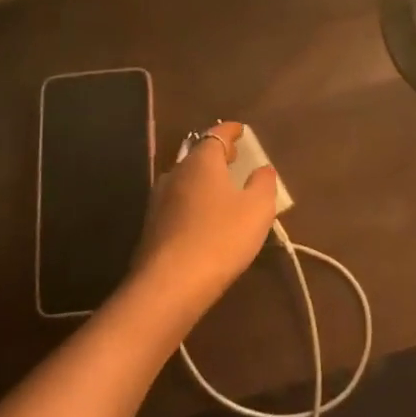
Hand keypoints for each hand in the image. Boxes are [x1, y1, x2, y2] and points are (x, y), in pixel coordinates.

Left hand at [130, 123, 279, 322]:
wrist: (169, 286)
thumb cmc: (221, 238)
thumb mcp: (257, 209)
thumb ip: (263, 183)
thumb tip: (263, 169)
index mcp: (201, 162)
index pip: (216, 134)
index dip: (230, 131)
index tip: (241, 130)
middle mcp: (175, 173)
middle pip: (197, 156)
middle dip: (216, 155)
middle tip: (234, 159)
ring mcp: (158, 201)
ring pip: (185, 180)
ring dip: (203, 181)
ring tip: (222, 190)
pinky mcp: (152, 227)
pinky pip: (177, 203)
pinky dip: (193, 202)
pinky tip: (204, 219)